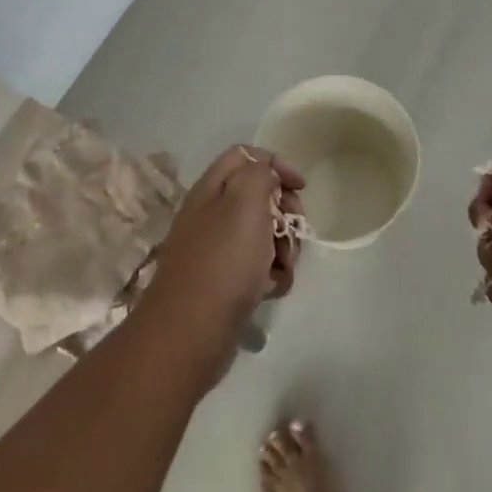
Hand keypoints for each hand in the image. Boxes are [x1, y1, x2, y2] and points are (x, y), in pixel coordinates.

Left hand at [137, 146, 304, 387]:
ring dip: (283, 247)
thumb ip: (259, 173)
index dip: (276, 164)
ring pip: (263, 234)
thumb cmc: (223, 260)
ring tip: (284, 267)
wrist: (190, 335)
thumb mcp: (245, 201)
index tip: (301, 187)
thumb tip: (266, 175)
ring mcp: (216, 251)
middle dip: (285, 211)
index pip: (246, 156)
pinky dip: (271, 276)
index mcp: (211, 189)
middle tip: (294, 229)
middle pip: (259, 196)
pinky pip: (257, 268)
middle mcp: (211, 215)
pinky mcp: (224, 284)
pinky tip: (272, 290)